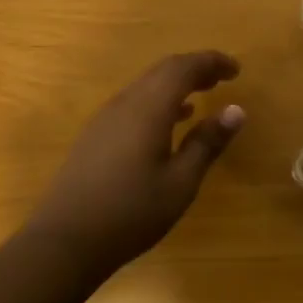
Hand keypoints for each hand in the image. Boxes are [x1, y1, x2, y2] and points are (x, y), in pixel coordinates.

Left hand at [23, 51, 245, 276]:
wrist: (65, 241)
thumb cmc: (131, 212)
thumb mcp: (180, 182)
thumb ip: (207, 143)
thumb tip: (236, 109)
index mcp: (149, 108)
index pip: (183, 68)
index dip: (211, 62)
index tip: (236, 69)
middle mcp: (126, 103)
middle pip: (163, 70)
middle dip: (195, 69)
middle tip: (222, 79)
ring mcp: (106, 118)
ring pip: (146, 85)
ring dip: (175, 84)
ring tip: (202, 96)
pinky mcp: (96, 135)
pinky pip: (134, 102)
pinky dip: (158, 101)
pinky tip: (170, 123)